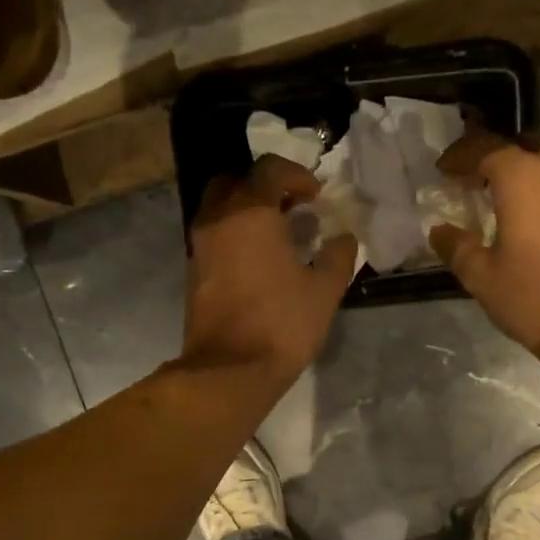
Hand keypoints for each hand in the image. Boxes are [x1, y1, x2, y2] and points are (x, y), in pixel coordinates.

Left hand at [180, 155, 358, 385]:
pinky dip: (235, 236)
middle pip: (235, 181)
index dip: (297, 175)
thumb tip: (345, 238)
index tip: (315, 196)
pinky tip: (259, 262)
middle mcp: (217, 219)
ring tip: (278, 237)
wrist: (230, 370)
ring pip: (220, 209)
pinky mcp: (194, 273)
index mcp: (250, 212)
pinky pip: (214, 237)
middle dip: (264, 187)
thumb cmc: (281, 324)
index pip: (269, 169)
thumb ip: (338, 257)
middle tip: (290, 208)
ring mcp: (200, 246)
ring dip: (247, 212)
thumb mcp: (324, 291)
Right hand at [430, 131, 539, 366]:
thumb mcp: (482, 277)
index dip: (460, 157)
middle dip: (495, 164)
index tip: (443, 170)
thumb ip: (457, 248)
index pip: (485, 149)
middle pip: (521, 153)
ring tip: (506, 203)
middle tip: (475, 184)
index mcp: (523, 177)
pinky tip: (537, 224)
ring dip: (526, 179)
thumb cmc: (534, 297)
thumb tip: (440, 231)